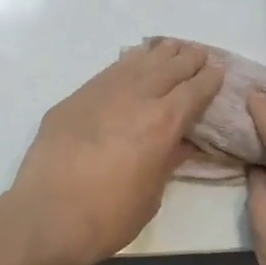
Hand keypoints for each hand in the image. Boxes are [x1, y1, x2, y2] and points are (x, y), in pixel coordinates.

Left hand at [7, 41, 223, 264]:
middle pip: (168, 68)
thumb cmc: (108, 216)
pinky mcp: (74, 99)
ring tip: (170, 48)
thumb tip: (182, 144)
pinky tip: (131, 62)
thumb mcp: (152, 194)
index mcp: (163, 123)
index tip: (218, 71)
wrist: (48, 215)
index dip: (209, 80)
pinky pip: (108, 72)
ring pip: (136, 62)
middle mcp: (135, 98)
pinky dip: (126, 64)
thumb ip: (168, 162)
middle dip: (187, 60)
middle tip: (199, 54)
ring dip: (158, 54)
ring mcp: (101, 93)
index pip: (194, 91)